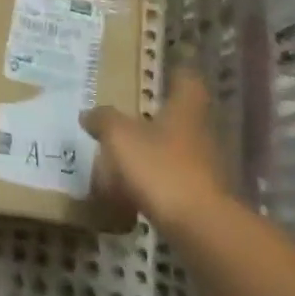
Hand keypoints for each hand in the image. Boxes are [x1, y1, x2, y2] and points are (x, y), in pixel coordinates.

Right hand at [82, 67, 226, 231]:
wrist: (200, 227)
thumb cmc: (161, 168)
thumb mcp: (121, 137)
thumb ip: (104, 120)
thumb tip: (88, 113)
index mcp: (185, 109)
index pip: (188, 80)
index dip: (178, 72)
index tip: (166, 68)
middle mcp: (201, 132)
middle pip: (182, 116)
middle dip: (159, 114)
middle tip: (130, 112)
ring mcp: (205, 166)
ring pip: (177, 148)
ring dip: (155, 149)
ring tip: (124, 153)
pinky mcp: (202, 197)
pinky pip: (174, 179)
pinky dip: (155, 180)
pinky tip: (132, 188)